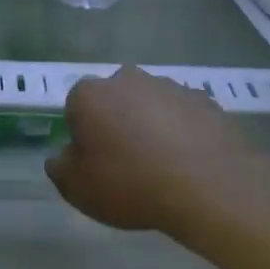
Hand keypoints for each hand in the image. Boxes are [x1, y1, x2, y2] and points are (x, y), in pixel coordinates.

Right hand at [46, 66, 269, 238]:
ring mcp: (170, 87)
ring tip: (161, 166)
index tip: (93, 161)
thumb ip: (60, 168)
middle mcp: (127, 79)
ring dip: (150, 125)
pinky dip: (182, 132)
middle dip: (116, 122)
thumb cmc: (130, 185)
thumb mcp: (77, 188)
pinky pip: (183, 116)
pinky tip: (188, 163)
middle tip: (125, 161)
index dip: (82, 135)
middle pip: (114, 100)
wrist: (209, 187)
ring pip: (150, 105)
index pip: (75, 108)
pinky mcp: (206, 101)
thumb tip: (62, 156)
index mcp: (90, 95)